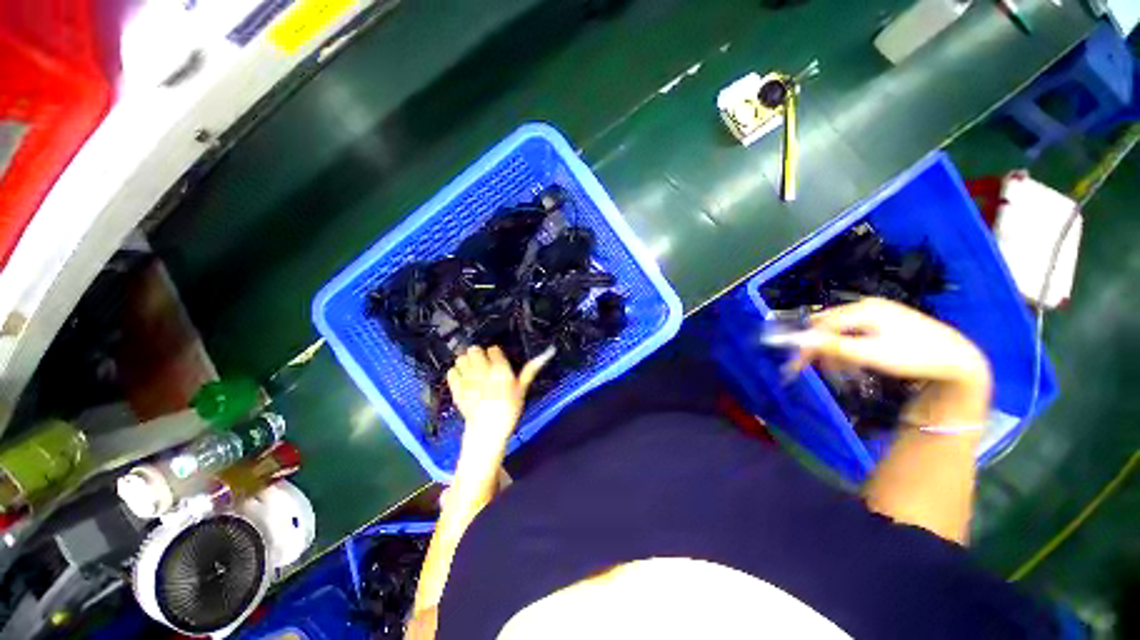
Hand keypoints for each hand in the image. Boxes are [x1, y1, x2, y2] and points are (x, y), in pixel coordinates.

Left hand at [446, 345, 554, 453]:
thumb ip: (530, 370)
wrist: (487, 430)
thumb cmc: (509, 409)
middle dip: (479, 354)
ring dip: (466, 361)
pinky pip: (451, 371)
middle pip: (474, 349)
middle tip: (484, 364)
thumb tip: (547, 353)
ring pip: (461, 358)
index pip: (493, 349)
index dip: (495, 354)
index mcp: (500, 370)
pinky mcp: (456, 388)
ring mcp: (467, 379)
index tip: (498, 361)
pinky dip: (456, 372)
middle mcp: (482, 371)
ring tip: (472, 370)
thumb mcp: (522, 389)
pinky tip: (463, 378)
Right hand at [786, 298, 991, 425]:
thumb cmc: (915, 357)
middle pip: (828, 325)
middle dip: (819, 348)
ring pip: (840, 330)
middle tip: (817, 370)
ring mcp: (878, 311)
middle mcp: (867, 305)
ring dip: (834, 350)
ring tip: (841, 371)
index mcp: (862, 309)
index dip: (805, 346)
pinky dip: (849, 347)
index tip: (795, 367)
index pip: (820, 325)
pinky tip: (856, 361)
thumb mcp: (871, 354)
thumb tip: (797, 340)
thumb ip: (832, 346)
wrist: (958, 360)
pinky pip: (854, 331)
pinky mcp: (886, 320)